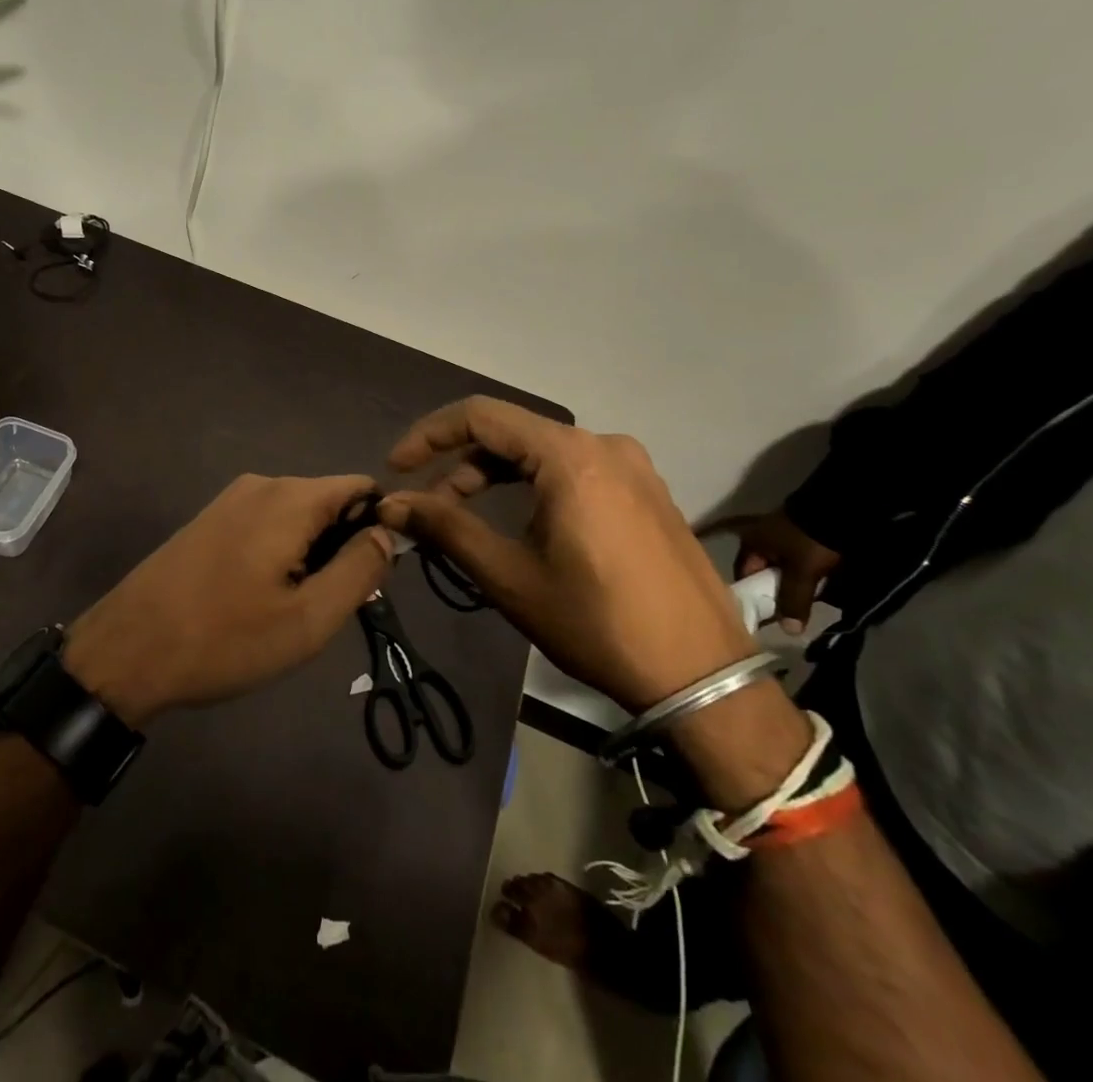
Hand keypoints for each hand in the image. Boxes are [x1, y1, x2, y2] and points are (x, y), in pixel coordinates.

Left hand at [63, 474, 392, 726]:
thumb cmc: (224, 638)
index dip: (380, 526)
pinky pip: (266, 524)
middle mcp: (262, 484)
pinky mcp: (209, 519)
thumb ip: (359, 570)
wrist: (126, 651)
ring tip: (291, 609)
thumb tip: (387, 533)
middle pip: (329, 501)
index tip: (372, 576)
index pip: (362, 487)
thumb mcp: (308, 619)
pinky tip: (259, 598)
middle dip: (342, 546)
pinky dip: (279, 553)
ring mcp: (230, 499)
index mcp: (291, 498)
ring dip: (310, 555)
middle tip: (328, 606)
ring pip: (297, 517)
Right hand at [377, 397, 755, 712]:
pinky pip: (575, 469)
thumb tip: (390, 504)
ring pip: (542, 452)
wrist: (702, 676)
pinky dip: (534, 484)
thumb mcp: (509, 576)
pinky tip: (521, 521)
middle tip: (427, 504)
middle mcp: (603, 445)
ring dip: (496, 476)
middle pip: (511, 433)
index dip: (429, 435)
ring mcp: (632, 466)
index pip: (480, 416)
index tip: (397, 468)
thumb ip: (445, 528)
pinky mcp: (646, 490)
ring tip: (465, 515)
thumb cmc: (596, 623)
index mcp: (569, 456)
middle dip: (461, 465)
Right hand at [708, 509, 839, 634]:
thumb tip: (788, 631)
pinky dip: (802, 576)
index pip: (744, 576)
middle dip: (776, 592)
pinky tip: (815, 587)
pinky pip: (794, 563)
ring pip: (780, 569)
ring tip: (805, 603)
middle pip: (762, 573)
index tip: (767, 616)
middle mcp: (759, 539)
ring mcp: (779, 536)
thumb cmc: (809, 541)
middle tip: (790, 613)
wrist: (839, 511)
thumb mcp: (801, 572)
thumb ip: (793, 600)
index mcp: (750, 543)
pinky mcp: (799, 537)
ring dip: (791, 585)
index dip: (754, 597)